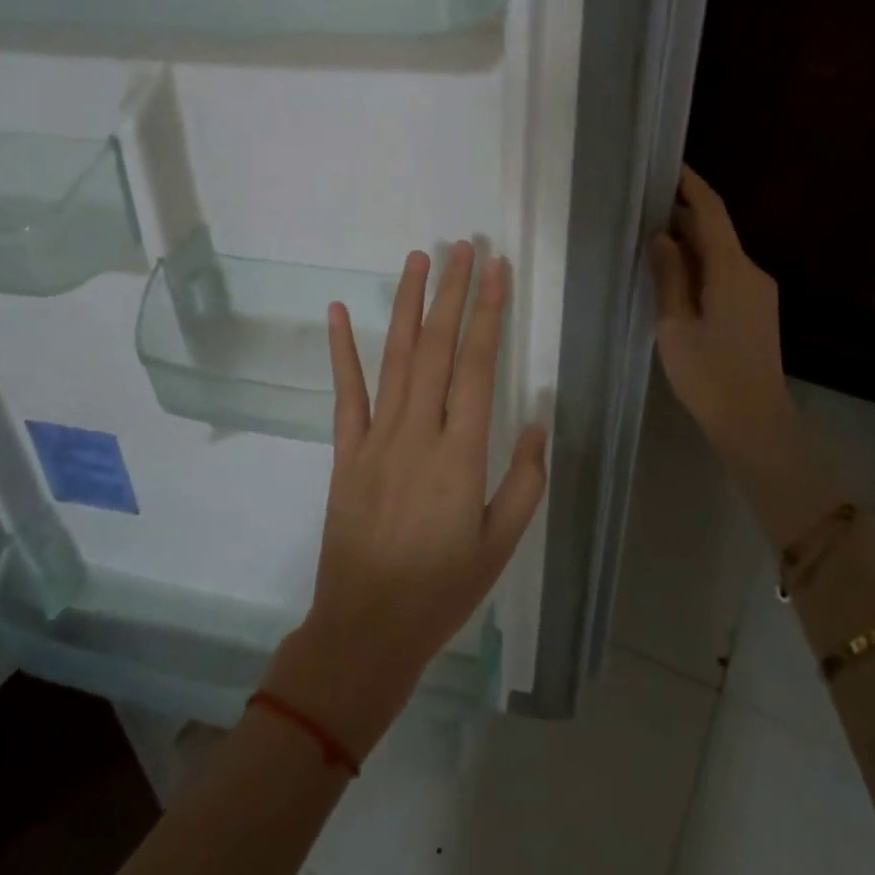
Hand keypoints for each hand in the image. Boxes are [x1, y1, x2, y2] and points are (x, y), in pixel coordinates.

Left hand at [264, 242, 547, 760]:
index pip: (477, 365)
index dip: (488, 313)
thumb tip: (535, 421)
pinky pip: (345, 392)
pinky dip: (342, 349)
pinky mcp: (345, 451)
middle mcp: (418, 432)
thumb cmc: (443, 590)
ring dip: (407, 304)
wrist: (366, 627)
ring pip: (395, 357)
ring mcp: (375, 438)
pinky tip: (340, 310)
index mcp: (462, 454)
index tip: (496, 270)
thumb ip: (524, 480)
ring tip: (418, 259)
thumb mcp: (501, 545)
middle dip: (452, 292)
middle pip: (436, 348)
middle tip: (462, 247)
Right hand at [650, 167, 832, 544]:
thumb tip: (662, 236)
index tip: (667, 166)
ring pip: (720, 253)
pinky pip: (725, 273)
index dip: (690, 185)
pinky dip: (699, 265)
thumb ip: (668, 276)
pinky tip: (672, 274)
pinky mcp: (756, 310)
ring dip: (689, 242)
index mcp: (732, 270)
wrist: (755, 422)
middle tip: (642, 205)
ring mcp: (758, 292)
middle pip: (716, 231)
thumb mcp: (675, 325)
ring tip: (649, 237)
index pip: (711, 212)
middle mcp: (751, 272)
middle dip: (682, 215)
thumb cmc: (709, 375)